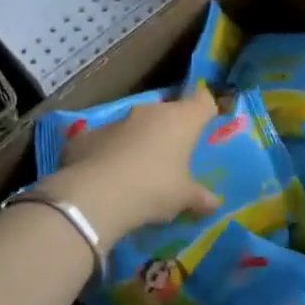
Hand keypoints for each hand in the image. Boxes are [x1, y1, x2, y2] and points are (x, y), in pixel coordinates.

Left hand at [43, 93, 222, 243]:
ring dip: (140, 139)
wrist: (96, 196)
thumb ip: (201, 197)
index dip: (207, 110)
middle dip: (172, 129)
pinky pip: (106, 139)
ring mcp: (118, 120)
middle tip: (174, 154)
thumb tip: (216, 203)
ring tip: (139, 167)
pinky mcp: (88, 134)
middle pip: (169, 112)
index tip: (208, 124)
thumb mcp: (184, 198)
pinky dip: (109, 151)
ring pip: (136, 124)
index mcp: (182, 119)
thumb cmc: (154, 189)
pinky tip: (106, 174)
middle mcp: (151, 112)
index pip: (203, 101)